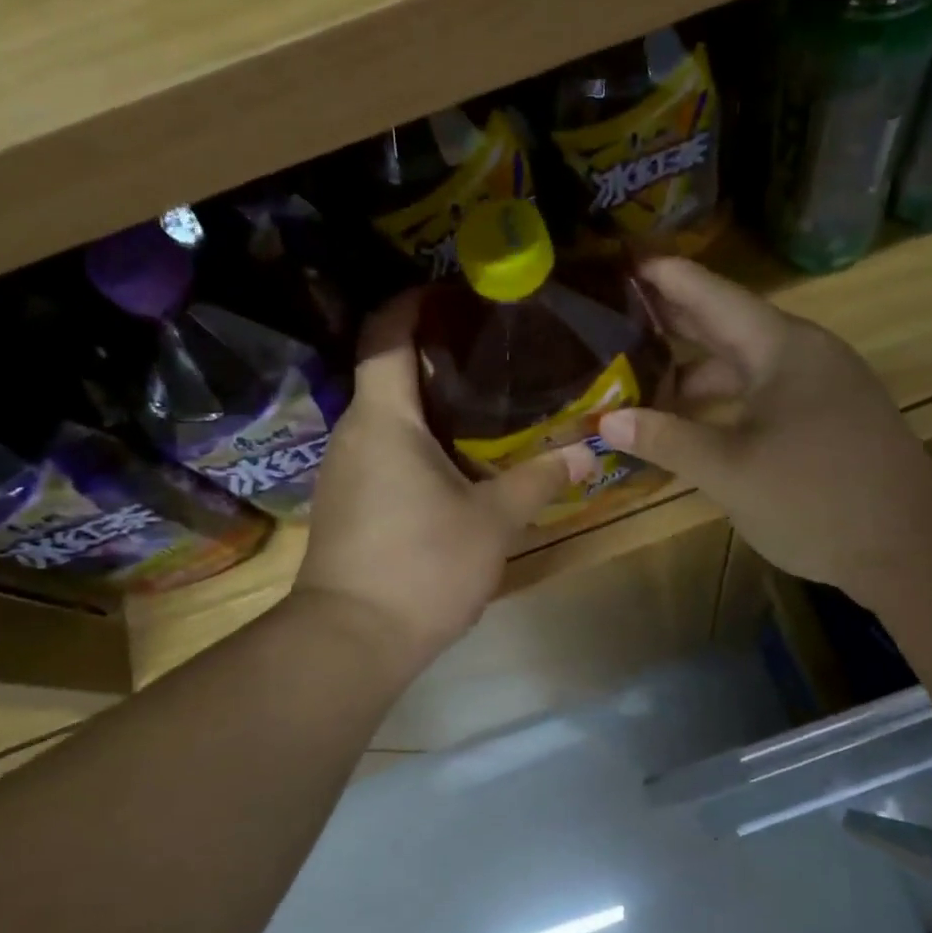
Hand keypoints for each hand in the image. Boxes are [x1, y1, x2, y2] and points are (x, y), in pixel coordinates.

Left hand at [295, 292, 595, 665]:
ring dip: (428, 402)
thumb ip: (539, 480)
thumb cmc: (422, 565)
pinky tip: (456, 459)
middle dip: (434, 353)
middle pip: (387, 372)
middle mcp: (354, 433)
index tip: (451, 290)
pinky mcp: (346, 503)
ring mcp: (344, 470)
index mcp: (384, 418)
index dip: (412, 303)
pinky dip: (416, 439)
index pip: (385, 336)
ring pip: (386, 415)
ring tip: (484, 401)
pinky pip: (382, 450)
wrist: (350, 642)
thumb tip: (587, 451)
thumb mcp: (493, 520)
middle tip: (492, 349)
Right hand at [598, 257, 931, 598]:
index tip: (621, 258)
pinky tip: (690, 421)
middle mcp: (802, 353)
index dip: (665, 276)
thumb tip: (605, 421)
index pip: (711, 295)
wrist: (914, 548)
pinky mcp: (826, 418)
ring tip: (639, 375)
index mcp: (781, 347)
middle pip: (726, 324)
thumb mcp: (730, 471)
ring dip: (694, 370)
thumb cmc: (817, 498)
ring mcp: (819, 385)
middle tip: (615, 309)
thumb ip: (667, 440)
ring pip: (743, 365)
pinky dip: (722, 401)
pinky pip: (761, 393)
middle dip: (672, 319)